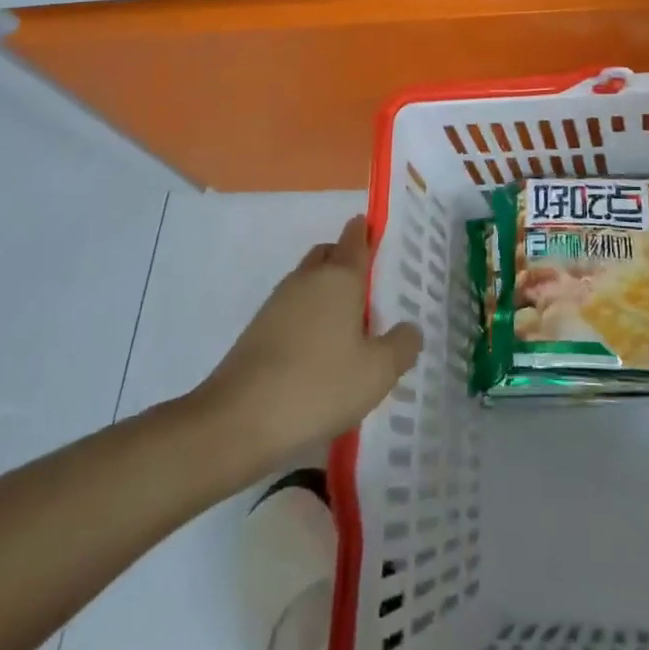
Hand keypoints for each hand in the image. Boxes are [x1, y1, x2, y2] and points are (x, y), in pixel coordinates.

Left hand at [198, 215, 422, 460]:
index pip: (355, 240)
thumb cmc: (319, 385)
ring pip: (308, 281)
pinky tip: (318, 351)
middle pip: (328, 254)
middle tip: (367, 286)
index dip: (365, 232)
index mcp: (340, 278)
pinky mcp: (257, 330)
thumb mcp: (378, 372)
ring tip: (347, 325)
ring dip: (325, 292)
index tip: (374, 230)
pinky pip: (292, 309)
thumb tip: (409, 328)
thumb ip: (402, 345)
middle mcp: (307, 279)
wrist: (239, 419)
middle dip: (345, 259)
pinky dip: (307, 317)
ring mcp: (277, 303)